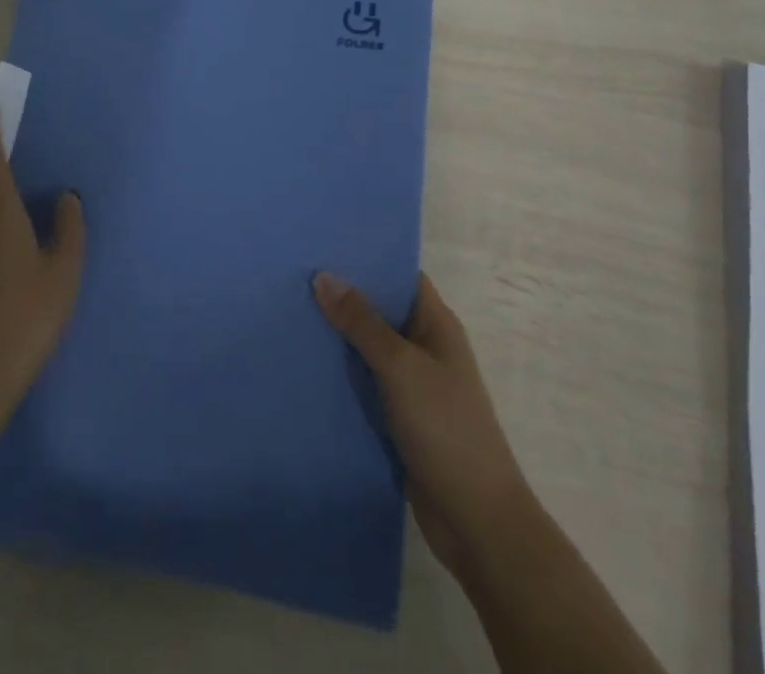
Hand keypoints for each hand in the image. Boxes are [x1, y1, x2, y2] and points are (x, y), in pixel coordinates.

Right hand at [313, 271, 530, 576]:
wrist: (475, 520)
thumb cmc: (445, 428)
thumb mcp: (401, 367)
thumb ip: (362, 322)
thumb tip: (323, 276)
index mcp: (436, 324)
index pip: (401, 276)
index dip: (368, 259)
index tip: (324, 245)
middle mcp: (426, 348)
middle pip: (381, 311)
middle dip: (343, 297)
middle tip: (294, 277)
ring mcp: (413, 385)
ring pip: (369, 350)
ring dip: (338, 338)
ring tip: (289, 314)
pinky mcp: (399, 419)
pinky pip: (365, 385)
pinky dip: (341, 376)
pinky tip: (305, 367)